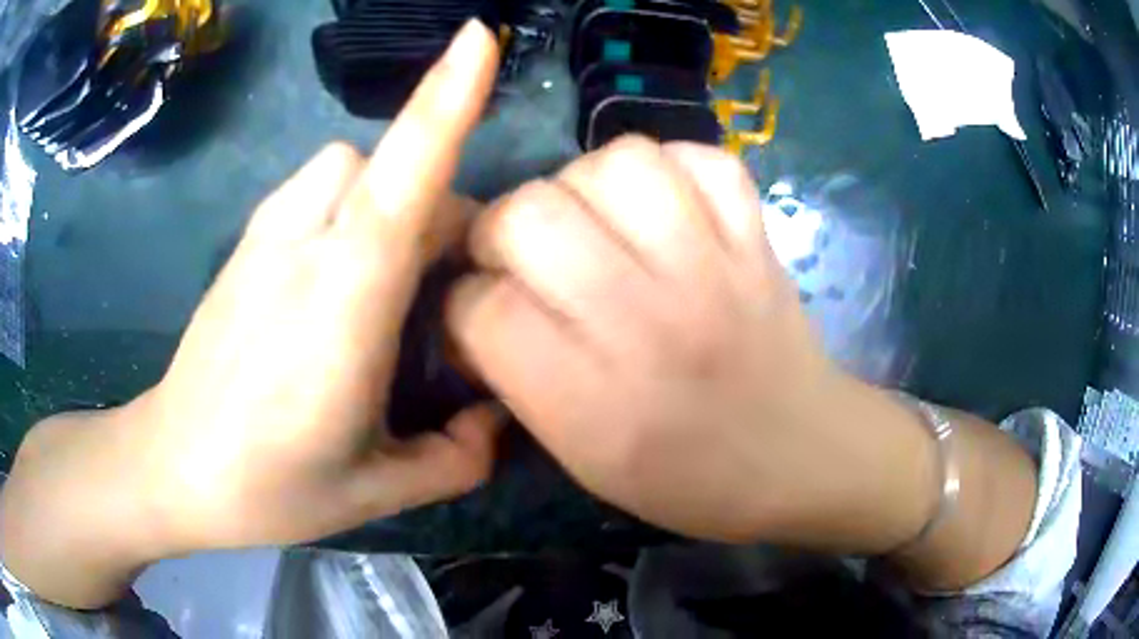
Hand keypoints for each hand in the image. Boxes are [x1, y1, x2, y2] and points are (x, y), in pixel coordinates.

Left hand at [2, 21, 502, 606]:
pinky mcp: (245, 240)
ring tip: (392, 273)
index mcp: (341, 308)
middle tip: (449, 290)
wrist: (172, 467)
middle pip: (391, 169)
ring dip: (392, 194)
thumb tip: (499, 420)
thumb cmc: (266, 487)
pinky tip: (340, 266)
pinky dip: (351, 201)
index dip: (444, 99)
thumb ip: (456, 459)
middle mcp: (302, 248)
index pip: (401, 180)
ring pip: (350, 164)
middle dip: (443, 209)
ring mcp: (265, 236)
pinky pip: (317, 184)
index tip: (479, 37)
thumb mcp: (375, 493)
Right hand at [449, 138, 938, 547]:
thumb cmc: (690, 480)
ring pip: (614, 163)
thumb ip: (520, 383)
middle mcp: (648, 322)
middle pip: (531, 215)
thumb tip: (476, 309)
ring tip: (592, 220)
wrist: (803, 457)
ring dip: (581, 184)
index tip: (482, 313)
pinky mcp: (757, 239)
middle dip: (501, 230)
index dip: (465, 303)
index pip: (484, 309)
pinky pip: (700, 159)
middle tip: (522, 257)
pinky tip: (663, 207)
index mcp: (593, 403)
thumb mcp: (584, 461)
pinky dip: (671, 168)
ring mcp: (713, 269)